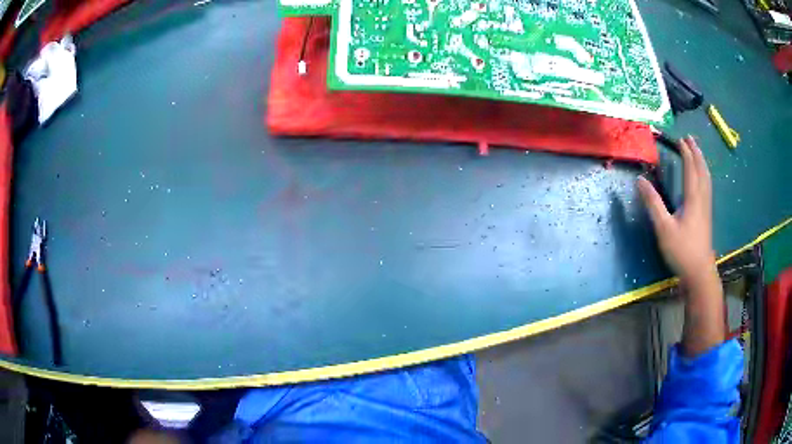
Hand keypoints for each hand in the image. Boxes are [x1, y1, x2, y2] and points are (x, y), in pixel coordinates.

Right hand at [637, 136, 715, 282]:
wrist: (699, 273)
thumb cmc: (682, 250)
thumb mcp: (664, 228)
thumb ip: (653, 203)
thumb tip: (640, 180)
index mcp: (693, 198)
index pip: (690, 168)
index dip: (685, 152)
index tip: (679, 138)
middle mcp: (702, 199)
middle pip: (702, 170)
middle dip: (696, 152)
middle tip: (690, 139)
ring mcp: (706, 208)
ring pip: (707, 178)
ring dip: (702, 162)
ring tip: (697, 152)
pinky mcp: (706, 216)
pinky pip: (707, 187)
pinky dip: (704, 175)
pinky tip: (702, 179)